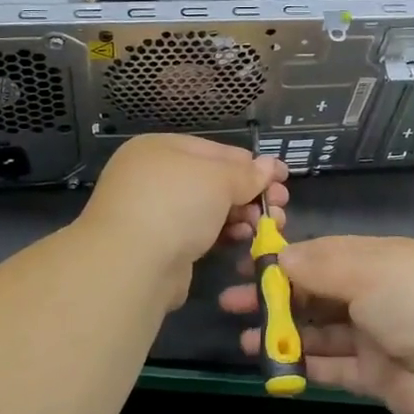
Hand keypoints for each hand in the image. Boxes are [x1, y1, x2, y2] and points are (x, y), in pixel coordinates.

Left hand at [79, 135, 288, 309]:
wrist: (131, 265)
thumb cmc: (176, 204)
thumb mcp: (218, 180)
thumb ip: (246, 174)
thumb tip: (269, 166)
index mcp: (160, 148)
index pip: (215, 150)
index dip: (251, 164)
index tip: (282, 177)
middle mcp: (153, 176)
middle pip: (212, 180)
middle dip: (249, 193)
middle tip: (280, 206)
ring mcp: (154, 212)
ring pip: (207, 209)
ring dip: (241, 216)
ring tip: (269, 225)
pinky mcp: (159, 245)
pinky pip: (198, 233)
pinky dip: (222, 234)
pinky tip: (244, 240)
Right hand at [220, 235, 413, 413]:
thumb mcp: (365, 270)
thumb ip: (318, 265)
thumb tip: (279, 256)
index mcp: (379, 259)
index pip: (323, 254)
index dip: (285, 260)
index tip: (247, 266)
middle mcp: (377, 294)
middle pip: (316, 292)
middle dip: (275, 297)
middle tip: (231, 304)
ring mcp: (376, 336)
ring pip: (320, 331)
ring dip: (283, 333)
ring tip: (244, 340)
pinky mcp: (375, 376)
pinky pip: (332, 367)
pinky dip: (303, 365)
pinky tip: (272, 367)